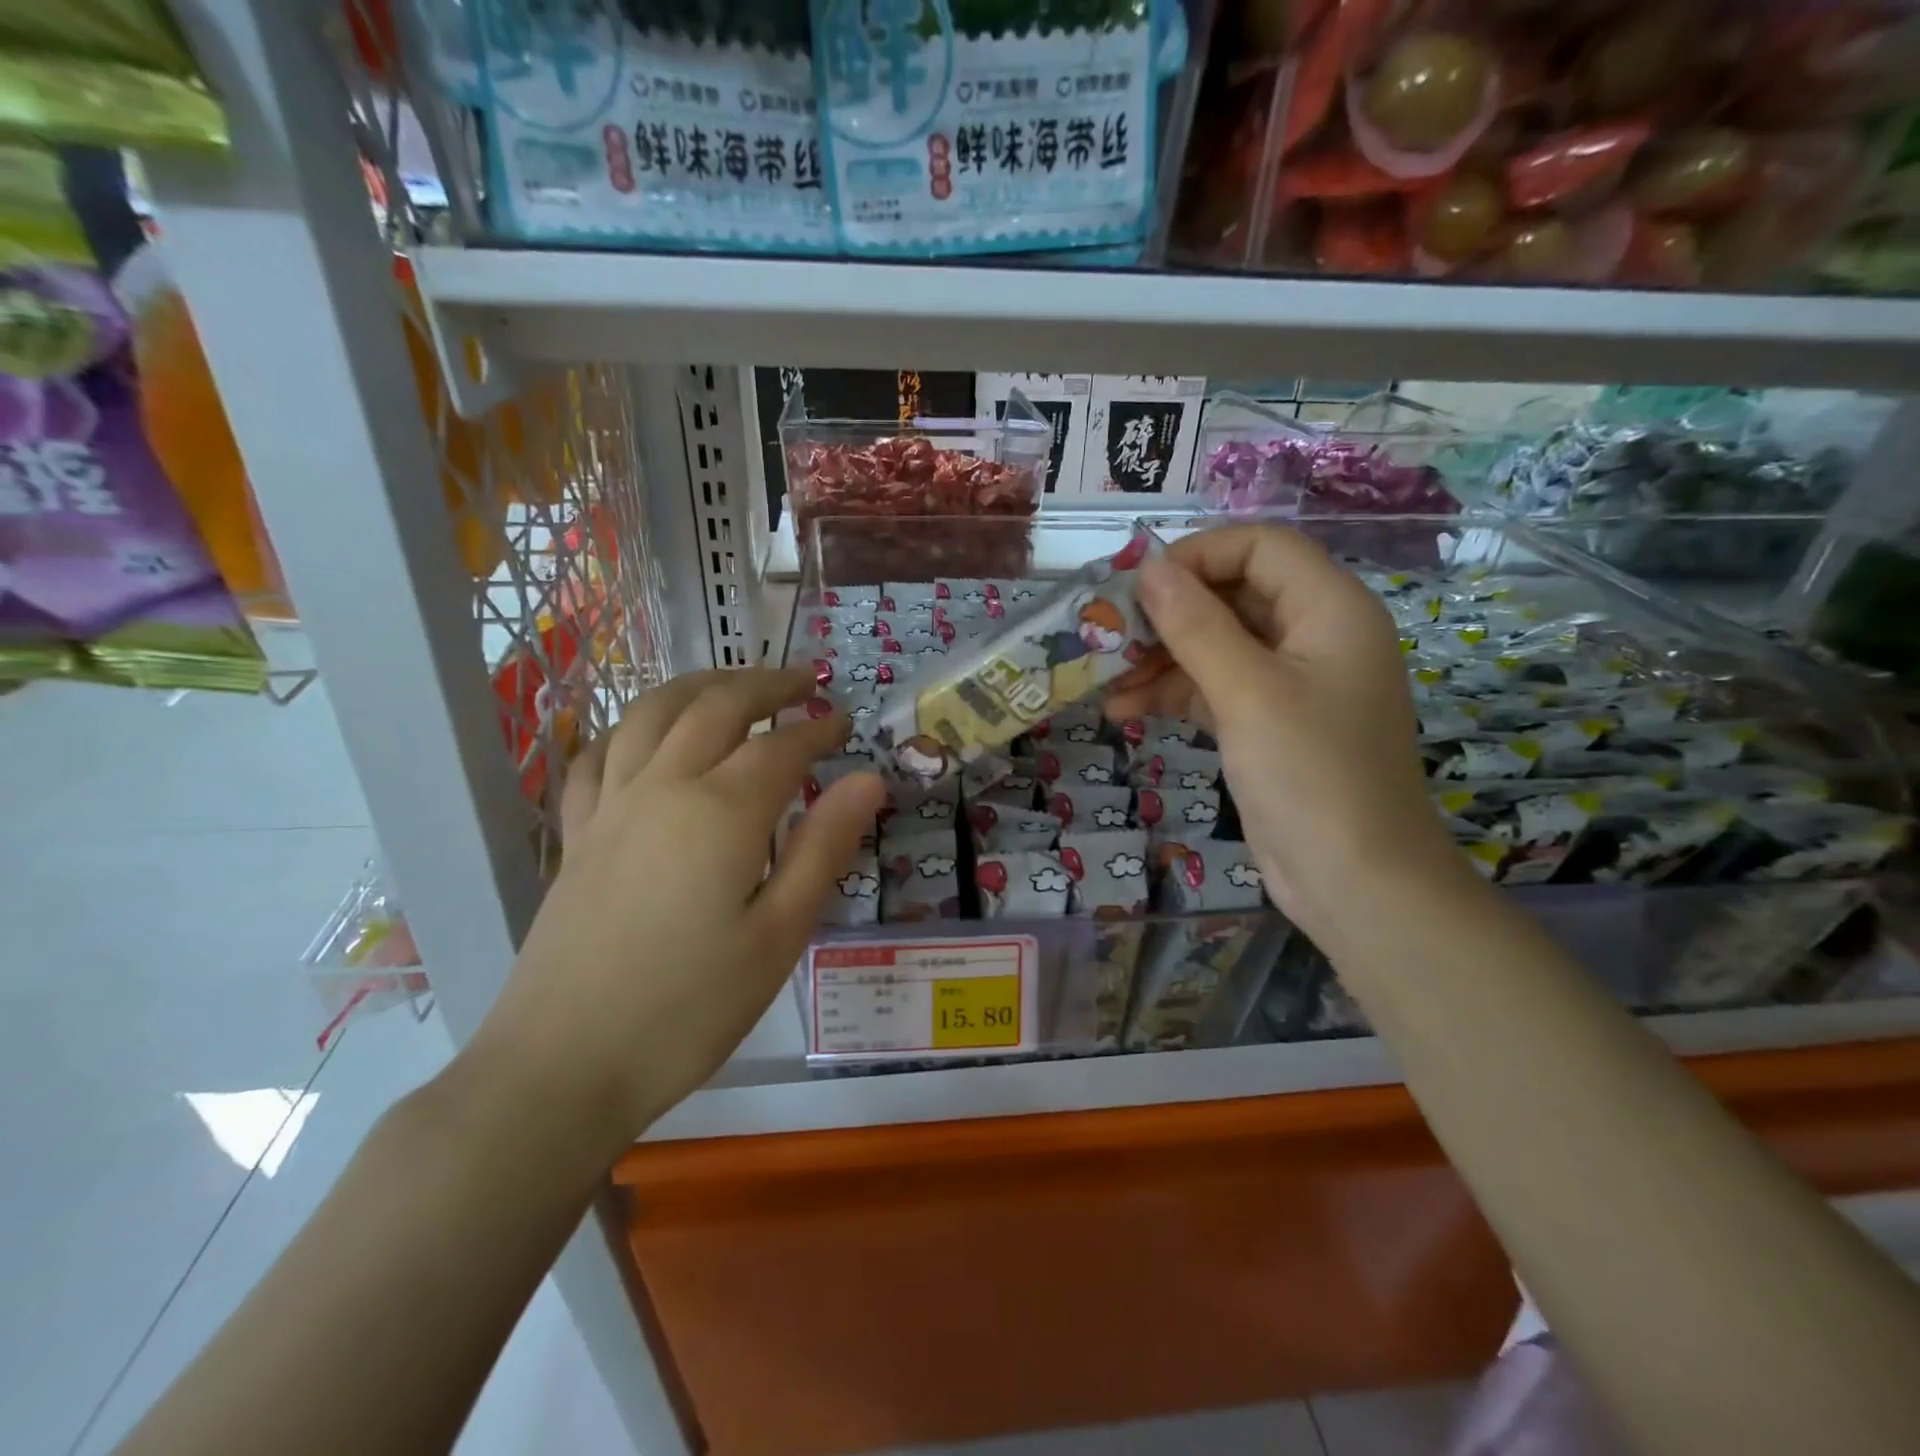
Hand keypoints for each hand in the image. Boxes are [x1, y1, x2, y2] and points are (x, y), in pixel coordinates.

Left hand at [469, 669, 884, 1150]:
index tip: (846, 722)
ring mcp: (611, 806)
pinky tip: (643, 736)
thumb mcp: (780, 934)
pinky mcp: (577, 835)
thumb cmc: (690, 1008)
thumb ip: (824, 847)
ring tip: (732, 684)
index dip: (819, 728)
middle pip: (716, 706)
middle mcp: (662, 787)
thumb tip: (868, 779)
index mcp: (721, 812)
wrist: (563, 1067)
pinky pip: (597, 755)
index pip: (782, 747)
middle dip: (766, 684)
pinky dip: (629, 728)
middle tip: (804, 681)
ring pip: (652, 714)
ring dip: (699, 685)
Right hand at [1107, 525, 1457, 933]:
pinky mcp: (1267, 722)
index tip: (1139, 588)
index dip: (1198, 555)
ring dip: (1160, 658)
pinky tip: (1125, 709)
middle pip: (1232, 594)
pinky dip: (1172, 693)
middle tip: (1108, 635)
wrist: (1355, 881)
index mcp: (1330, 609)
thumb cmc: (1311, 775)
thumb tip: (1149, 570)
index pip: (1260, 546)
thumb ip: (1196, 626)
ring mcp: (1290, 681)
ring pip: (1216, 644)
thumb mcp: (1247, 693)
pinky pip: (1214, 687)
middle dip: (1168, 614)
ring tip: (1105, 680)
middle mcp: (1313, 634)